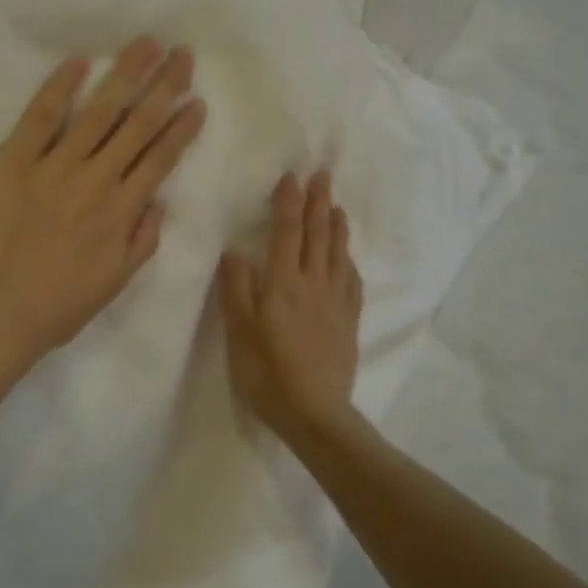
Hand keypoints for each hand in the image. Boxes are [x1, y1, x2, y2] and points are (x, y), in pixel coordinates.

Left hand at [0, 37, 206, 376]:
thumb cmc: (56, 306)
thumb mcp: (114, 284)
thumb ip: (142, 242)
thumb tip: (159, 202)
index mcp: (122, 211)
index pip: (160, 159)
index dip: (181, 128)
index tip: (197, 100)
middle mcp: (96, 180)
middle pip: (138, 125)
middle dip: (164, 86)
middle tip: (183, 54)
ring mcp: (55, 166)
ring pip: (99, 111)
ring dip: (125, 74)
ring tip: (146, 44)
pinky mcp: (14, 160)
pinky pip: (41, 117)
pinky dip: (60, 87)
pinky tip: (80, 61)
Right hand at [220, 170, 363, 444]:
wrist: (315, 412)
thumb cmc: (267, 373)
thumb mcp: (239, 331)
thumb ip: (237, 288)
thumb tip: (236, 251)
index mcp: (283, 283)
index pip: (287, 232)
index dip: (288, 203)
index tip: (292, 177)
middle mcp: (313, 284)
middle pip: (317, 235)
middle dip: (318, 202)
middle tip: (322, 175)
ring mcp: (335, 302)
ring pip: (337, 254)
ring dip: (337, 225)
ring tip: (336, 205)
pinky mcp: (348, 321)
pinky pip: (351, 281)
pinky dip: (348, 260)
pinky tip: (347, 257)